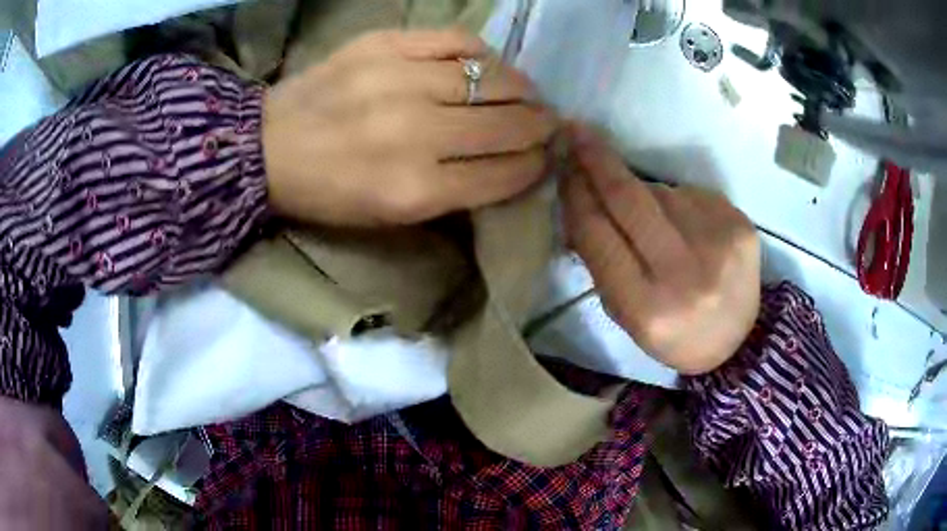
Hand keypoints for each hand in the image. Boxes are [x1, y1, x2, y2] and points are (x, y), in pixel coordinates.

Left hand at [262, 29, 557, 225]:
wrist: (266, 146)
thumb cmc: (328, 192)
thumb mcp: (390, 217)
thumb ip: (455, 194)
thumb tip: (509, 163)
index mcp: (415, 190)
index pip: (505, 173)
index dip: (535, 166)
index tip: (544, 158)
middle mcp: (415, 133)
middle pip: (508, 124)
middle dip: (540, 126)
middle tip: (546, 123)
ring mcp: (399, 80)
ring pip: (493, 78)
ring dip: (521, 89)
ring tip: (525, 94)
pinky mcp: (385, 44)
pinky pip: (459, 41)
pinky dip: (483, 55)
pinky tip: (485, 66)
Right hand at [561, 125, 760, 374]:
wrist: (737, 341)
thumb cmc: (673, 333)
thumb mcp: (626, 314)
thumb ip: (600, 262)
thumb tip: (577, 202)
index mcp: (647, 307)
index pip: (598, 234)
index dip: (576, 195)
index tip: (563, 166)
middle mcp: (685, 273)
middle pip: (630, 198)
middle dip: (597, 161)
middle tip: (577, 133)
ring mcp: (718, 243)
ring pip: (661, 192)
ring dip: (642, 193)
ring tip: (650, 219)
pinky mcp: (740, 224)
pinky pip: (691, 194)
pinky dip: (677, 202)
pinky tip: (685, 225)